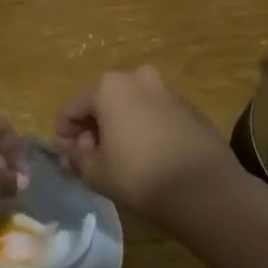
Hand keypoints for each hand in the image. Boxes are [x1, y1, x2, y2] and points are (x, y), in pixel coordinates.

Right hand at [54, 65, 238, 216]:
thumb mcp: (95, 172)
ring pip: (130, 105)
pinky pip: (155, 114)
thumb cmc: (140, 176)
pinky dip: (145, 128)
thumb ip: (75, 157)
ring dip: (119, 126)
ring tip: (121, 158)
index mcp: (108, 87)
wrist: (205, 189)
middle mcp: (137, 78)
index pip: (71, 108)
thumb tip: (69, 151)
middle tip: (92, 158)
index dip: (63, 134)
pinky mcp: (190, 107)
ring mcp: (167, 90)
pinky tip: (149, 156)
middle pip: (102, 102)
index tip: (66, 158)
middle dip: (92, 128)